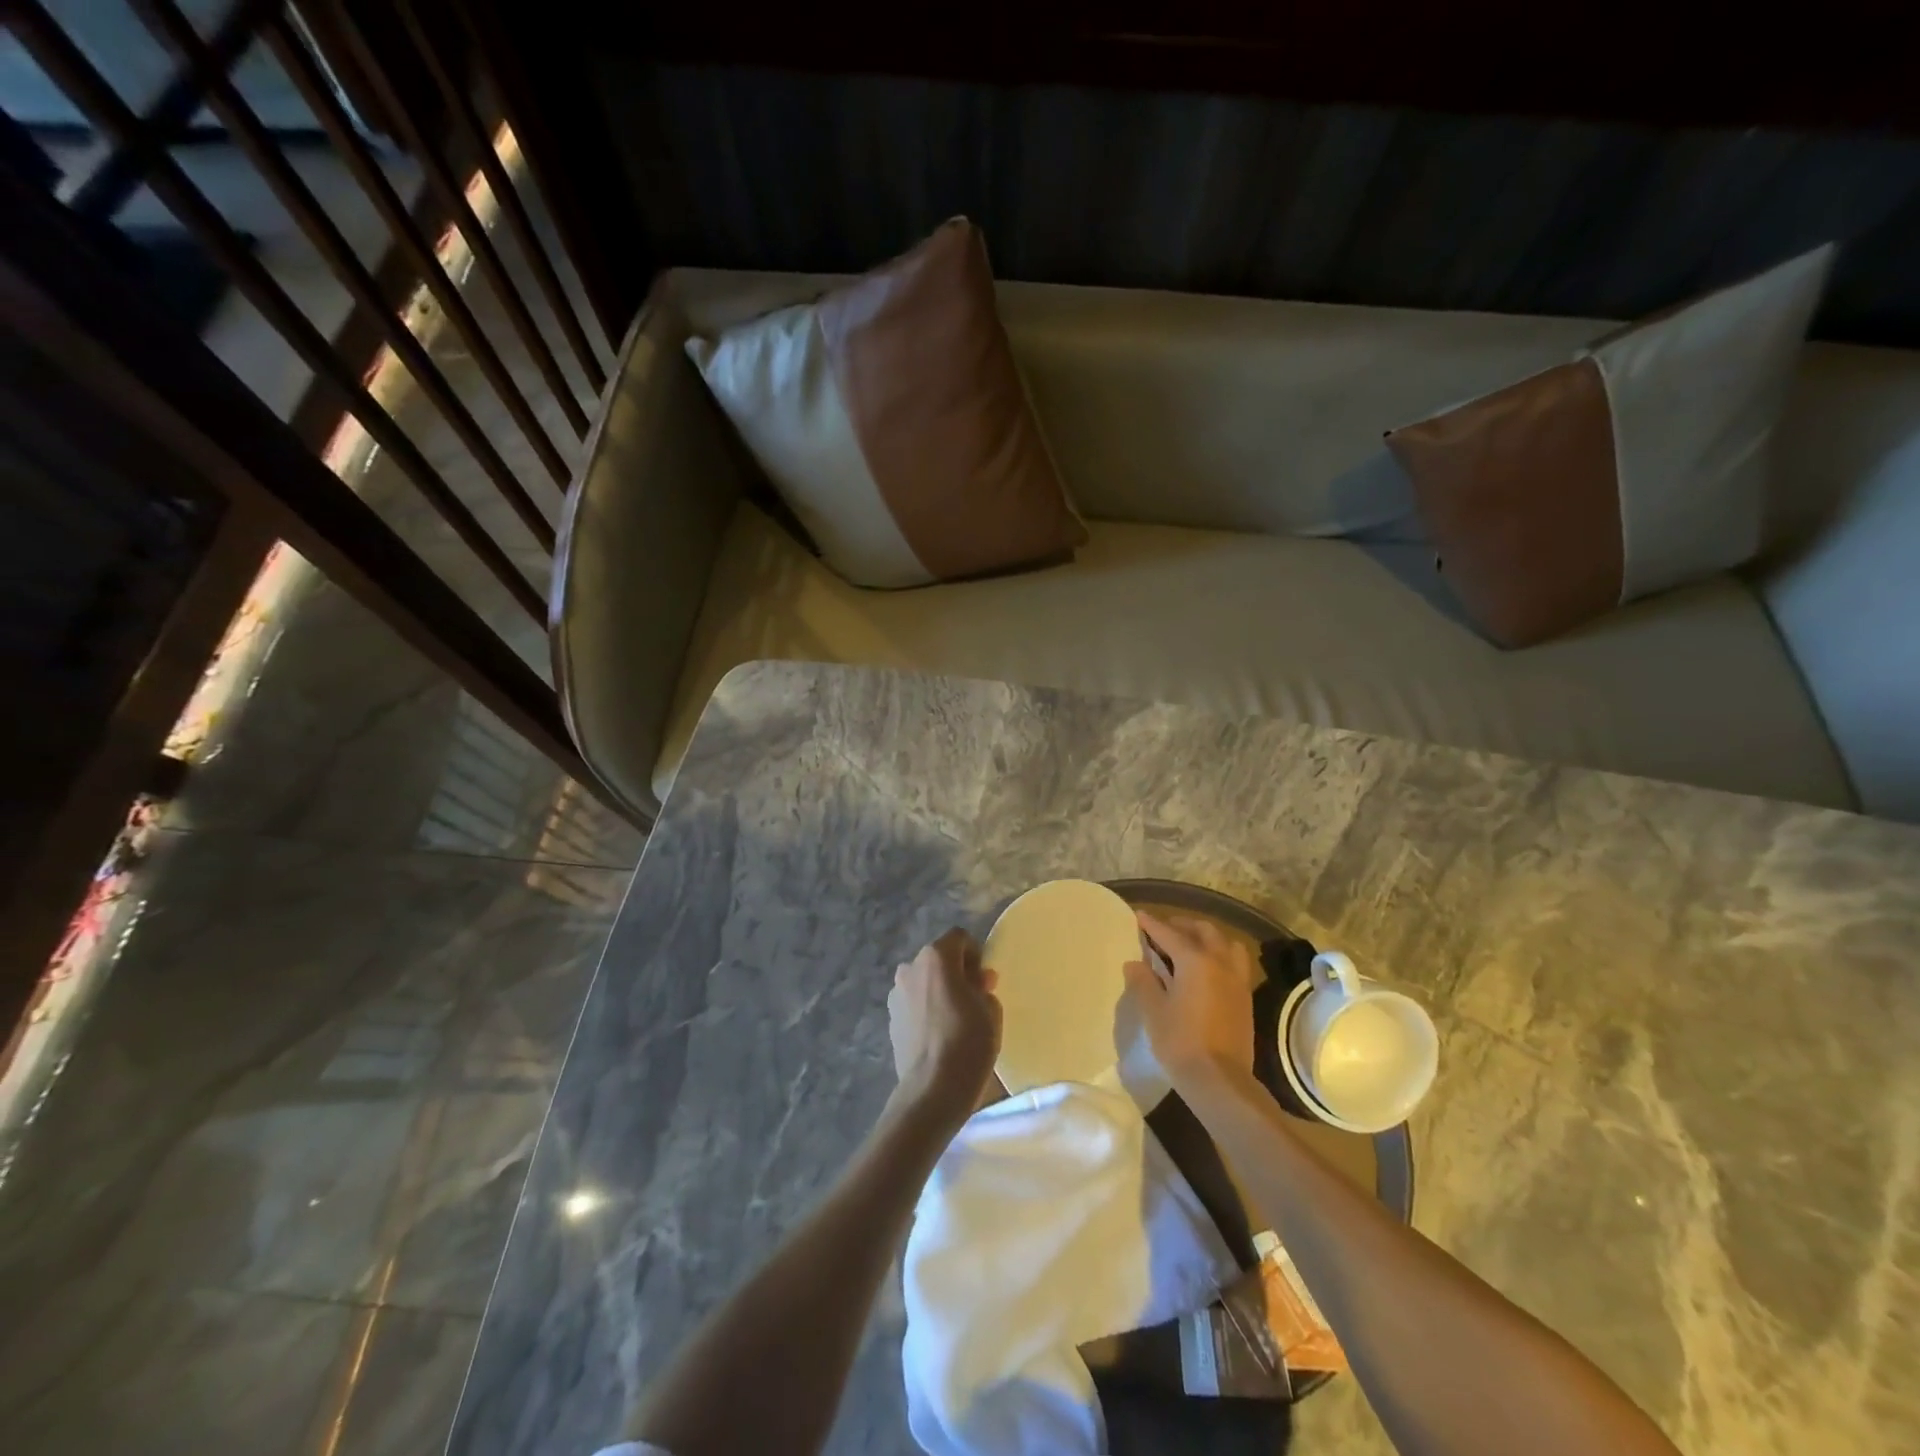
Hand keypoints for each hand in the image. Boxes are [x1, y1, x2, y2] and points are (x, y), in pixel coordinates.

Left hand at [888, 928, 1002, 1124]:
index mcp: (936, 957)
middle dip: (956, 973)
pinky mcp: (890, 1020)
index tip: (985, 981)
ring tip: (955, 1021)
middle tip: (974, 1000)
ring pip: (924, 983)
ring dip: (938, 992)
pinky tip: (939, 1037)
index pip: (959, 938)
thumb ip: (984, 987)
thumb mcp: (991, 1010)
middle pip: (938, 960)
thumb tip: (976, 982)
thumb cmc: (968, 1041)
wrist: (933, 1089)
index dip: (976, 954)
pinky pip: (914, 1005)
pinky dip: (926, 1011)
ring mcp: (896, 995)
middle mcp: (910, 968)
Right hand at [1123, 910, 1257, 1088]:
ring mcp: (1237, 980)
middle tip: (1164, 930)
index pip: (1170, 934)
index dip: (1152, 925)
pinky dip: (1220, 956)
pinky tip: (1207, 971)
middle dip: (1183, 926)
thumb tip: (1135, 963)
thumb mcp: (1154, 1011)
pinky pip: (1235, 963)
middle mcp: (1220, 963)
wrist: (1220, 1081)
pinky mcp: (1245, 998)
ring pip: (1226, 944)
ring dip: (1207, 938)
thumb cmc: (1180, 1042)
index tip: (1140, 916)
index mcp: (1195, 961)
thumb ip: (1143, 982)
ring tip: (1190, 946)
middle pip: (1204, 932)